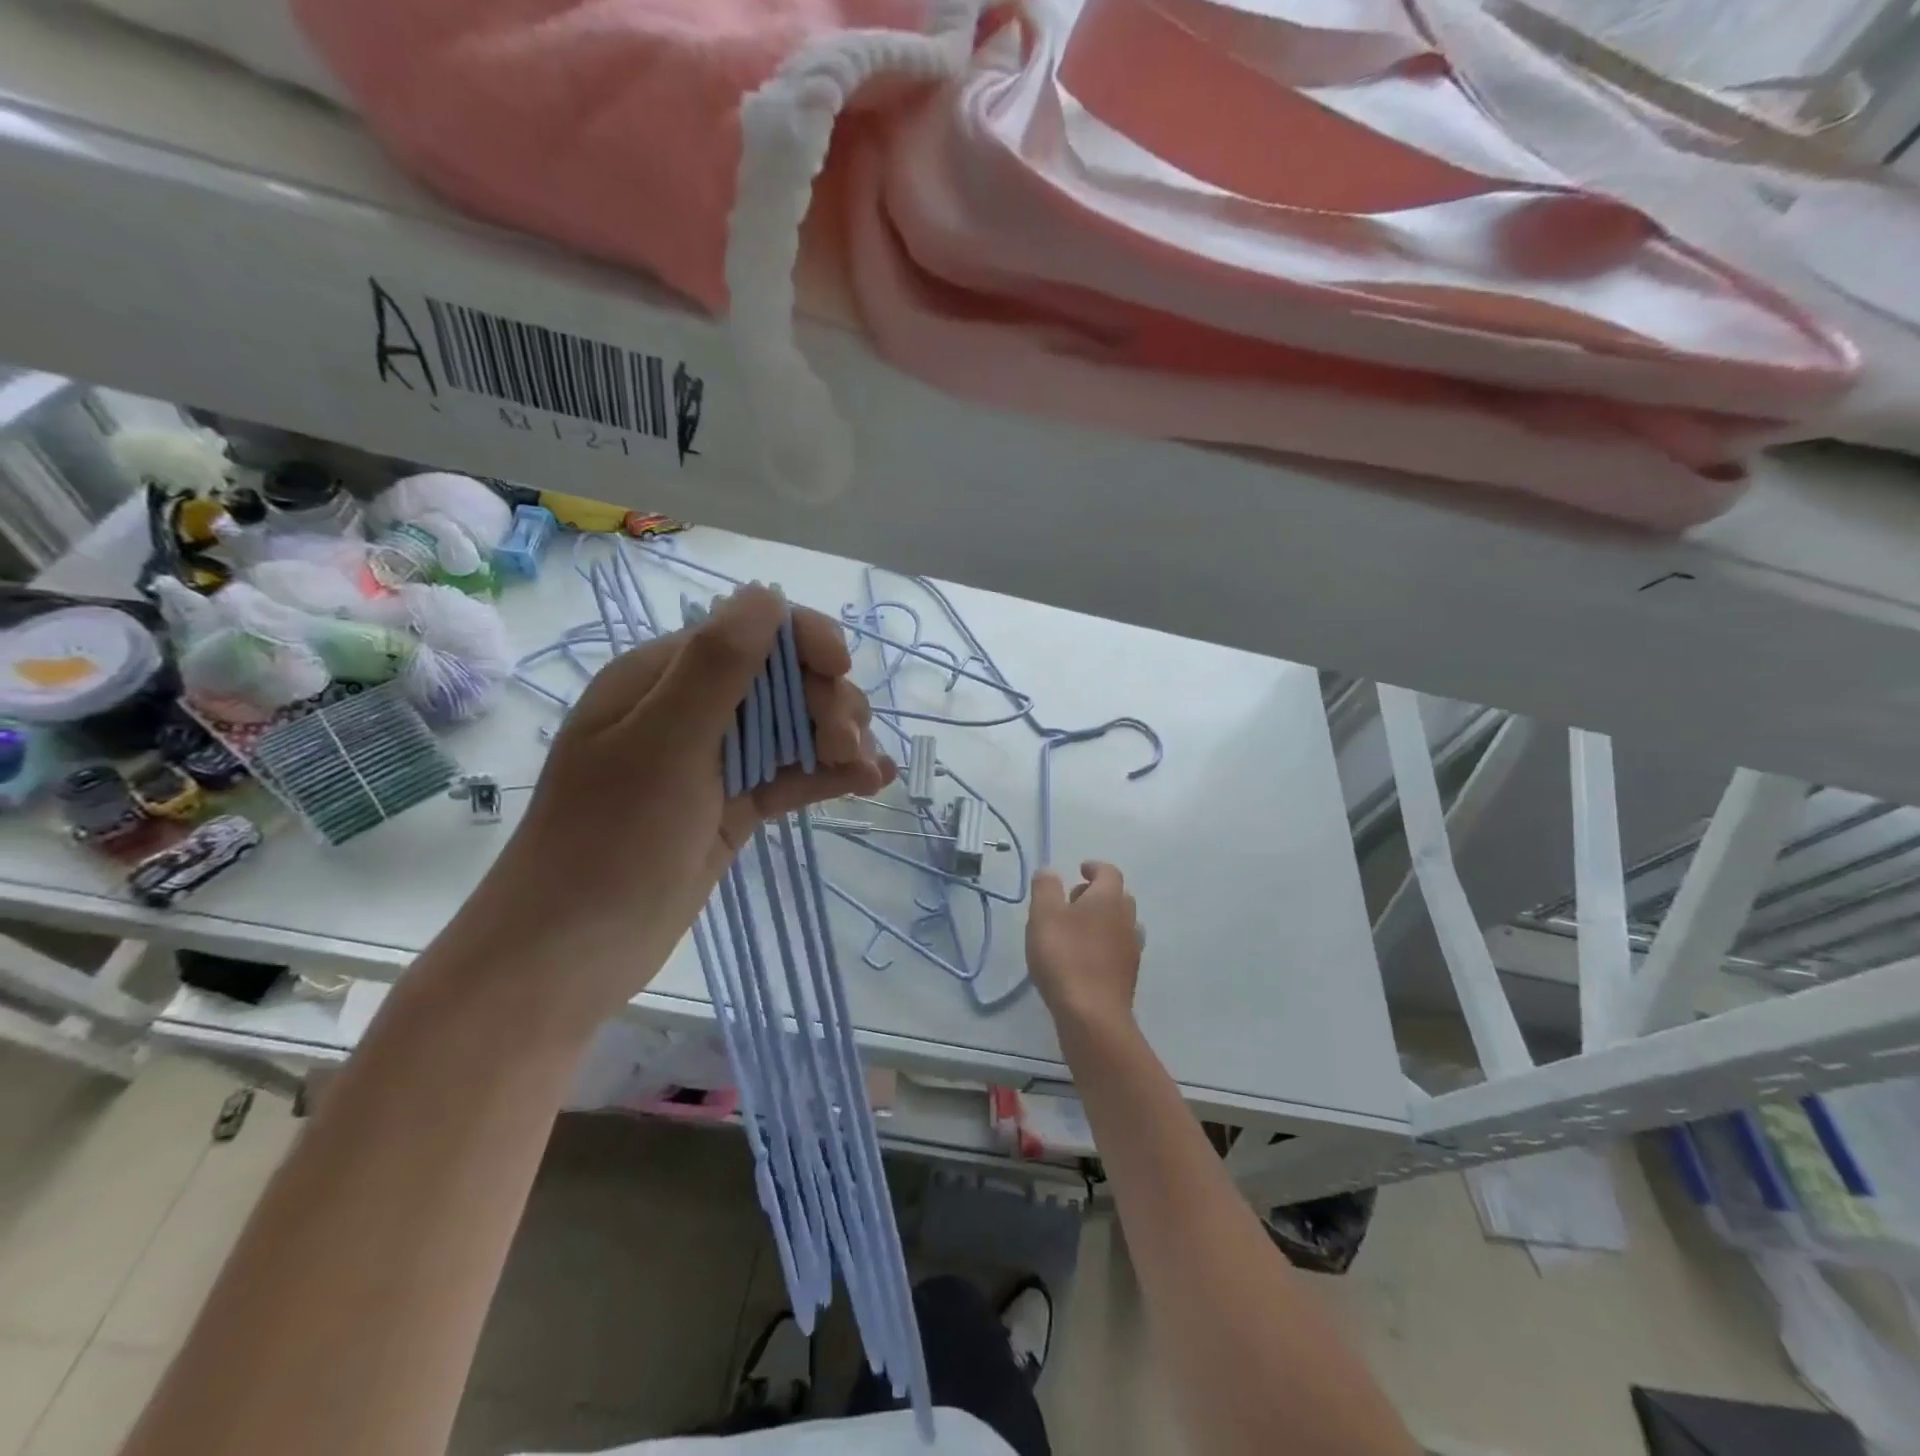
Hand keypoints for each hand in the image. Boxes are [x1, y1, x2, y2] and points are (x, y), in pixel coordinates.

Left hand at [455, 584, 894, 1027]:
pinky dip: (830, 774)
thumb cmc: (610, 841)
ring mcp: (715, 762)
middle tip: (847, 742)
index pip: (748, 633)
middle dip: (826, 700)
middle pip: (781, 681)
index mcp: (662, 680)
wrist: (572, 953)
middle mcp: (691, 712)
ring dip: (837, 737)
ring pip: (793, 728)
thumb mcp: (663, 745)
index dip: (803, 641)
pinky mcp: (734, 807)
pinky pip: (791, 776)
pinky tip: (872, 780)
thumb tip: (767, 594)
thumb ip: (716, 668)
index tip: (841, 671)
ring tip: (864, 770)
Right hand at [1027, 861, 1140, 1039]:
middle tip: (1072, 901)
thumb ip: (1046, 888)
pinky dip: (1104, 945)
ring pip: (1121, 924)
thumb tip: (1050, 871)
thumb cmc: (1065, 957)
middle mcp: (1127, 919)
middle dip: (1097, 894)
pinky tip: (1085, 958)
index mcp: (1109, 899)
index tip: (1080, 869)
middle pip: (1118, 897)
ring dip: (1103, 921)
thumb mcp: (1044, 915)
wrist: (1092, 1015)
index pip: (1109, 872)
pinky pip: (1118, 949)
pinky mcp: (1128, 975)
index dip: (1094, 868)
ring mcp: (1131, 949)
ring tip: (1076, 931)